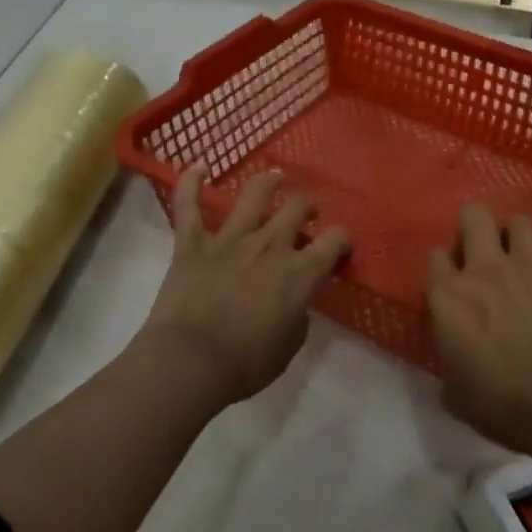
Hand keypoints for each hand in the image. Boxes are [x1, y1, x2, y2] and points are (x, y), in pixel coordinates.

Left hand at [139, 165, 350, 405]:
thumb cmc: (245, 364)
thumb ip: (297, 317)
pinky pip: (189, 206)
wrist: (190, 362)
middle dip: (306, 207)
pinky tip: (197, 167)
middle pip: (297, 208)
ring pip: (254, 195)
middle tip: (305, 214)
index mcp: (299, 273)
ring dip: (267, 182)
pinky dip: (190, 183)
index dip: (341, 239)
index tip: (339, 245)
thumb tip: (294, 303)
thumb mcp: (288, 348)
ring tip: (273, 178)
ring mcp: (230, 239)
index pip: (335, 241)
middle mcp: (270, 245)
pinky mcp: (192, 243)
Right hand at [427, 198, 531, 458]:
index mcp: (450, 296)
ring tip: (520, 245)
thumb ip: (448, 363)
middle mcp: (486, 269)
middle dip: (473, 224)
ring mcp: (531, 266)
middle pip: (474, 219)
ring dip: (518, 233)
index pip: (435, 260)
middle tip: (478, 245)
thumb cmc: (502, 405)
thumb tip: (453, 360)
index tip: (447, 280)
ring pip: (521, 223)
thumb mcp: (455, 393)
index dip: (442, 266)